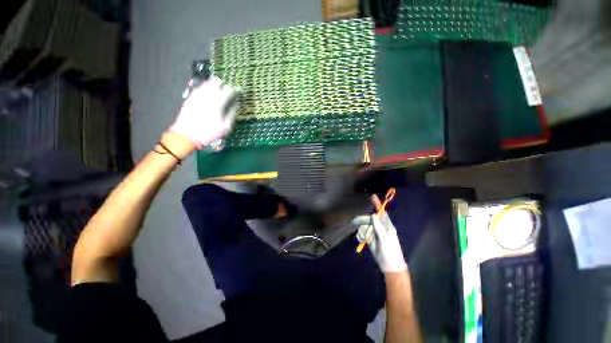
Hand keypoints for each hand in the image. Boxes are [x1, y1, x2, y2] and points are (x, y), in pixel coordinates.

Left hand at [170, 76, 239, 148]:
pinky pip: (200, 88)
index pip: (229, 90)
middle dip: (224, 86)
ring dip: (215, 87)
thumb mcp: (226, 127)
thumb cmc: (209, 133)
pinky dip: (207, 90)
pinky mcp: (190, 97)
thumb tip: (236, 104)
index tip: (239, 94)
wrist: (187, 135)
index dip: (236, 91)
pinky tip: (209, 97)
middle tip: (228, 93)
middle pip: (217, 81)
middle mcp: (207, 94)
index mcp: (218, 102)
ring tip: (219, 95)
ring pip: (208, 83)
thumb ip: (232, 113)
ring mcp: (197, 94)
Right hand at [353, 195, 406, 273]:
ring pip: (365, 226)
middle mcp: (381, 228)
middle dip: (362, 220)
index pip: (382, 213)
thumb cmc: (390, 254)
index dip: (377, 204)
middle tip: (353, 222)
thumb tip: (374, 215)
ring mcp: (375, 234)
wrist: (390, 268)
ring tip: (362, 238)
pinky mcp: (371, 239)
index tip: (372, 196)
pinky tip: (361, 240)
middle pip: (369, 219)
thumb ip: (379, 228)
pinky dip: (360, 235)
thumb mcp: (385, 241)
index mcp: (387, 227)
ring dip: (361, 230)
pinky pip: (363, 233)